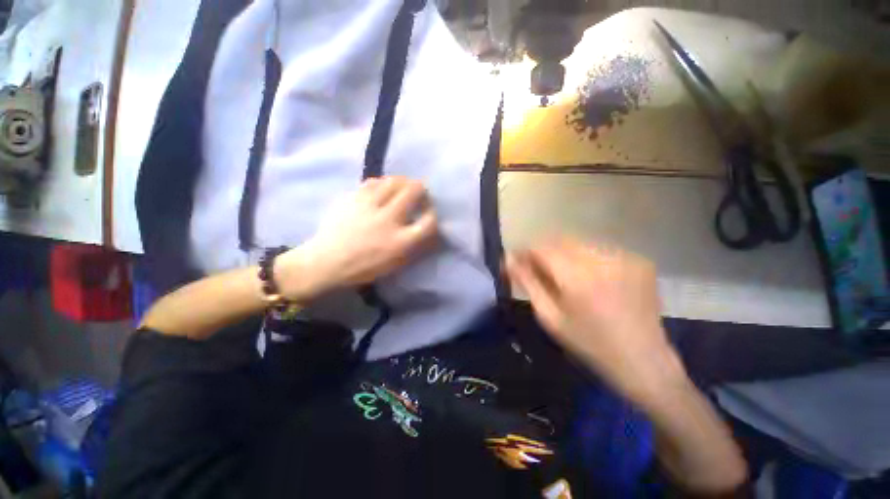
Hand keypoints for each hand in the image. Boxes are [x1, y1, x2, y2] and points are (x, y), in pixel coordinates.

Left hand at [276, 177, 438, 298]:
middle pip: (413, 192)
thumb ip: (414, 247)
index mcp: (400, 241)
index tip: (429, 212)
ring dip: (403, 181)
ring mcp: (369, 207)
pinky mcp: (353, 199)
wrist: (327, 262)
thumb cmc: (364, 267)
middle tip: (420, 192)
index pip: (429, 222)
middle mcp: (388, 220)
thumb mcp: (395, 264)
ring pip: (394, 182)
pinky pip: (373, 182)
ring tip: (404, 186)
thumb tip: (427, 230)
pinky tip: (383, 187)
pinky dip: (383, 183)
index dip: (433, 214)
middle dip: (421, 189)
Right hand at [505, 238, 684, 405]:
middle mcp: (602, 259)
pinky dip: (584, 257)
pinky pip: (599, 249)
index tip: (516, 260)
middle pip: (560, 239)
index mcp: (577, 276)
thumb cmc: (589, 343)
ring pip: (579, 242)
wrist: (643, 361)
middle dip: (543, 251)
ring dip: (563, 252)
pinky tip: (587, 277)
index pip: (541, 247)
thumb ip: (527, 282)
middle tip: (537, 269)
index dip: (525, 251)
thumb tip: (509, 258)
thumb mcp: (549, 316)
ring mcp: (624, 256)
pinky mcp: (638, 260)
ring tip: (561, 274)